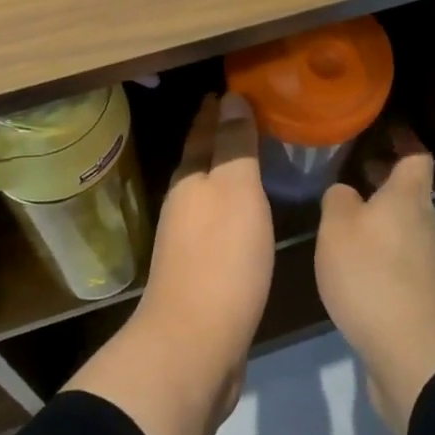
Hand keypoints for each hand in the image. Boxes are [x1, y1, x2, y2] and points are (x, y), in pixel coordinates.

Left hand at [64, 91, 272, 434]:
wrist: (194, 345)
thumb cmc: (221, 258)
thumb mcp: (235, 191)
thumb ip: (234, 145)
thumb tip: (230, 97)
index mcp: (190, 179)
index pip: (202, 131)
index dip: (216, 110)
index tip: (233, 88)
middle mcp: (183, 203)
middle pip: (201, 159)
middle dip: (218, 137)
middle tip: (247, 116)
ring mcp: (187, 240)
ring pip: (208, 191)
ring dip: (225, 172)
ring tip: (252, 159)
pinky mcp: (200, 272)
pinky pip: (218, 223)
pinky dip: (232, 207)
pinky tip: (248, 215)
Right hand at [315, 126, 434, 434]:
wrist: (413, 355)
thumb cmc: (373, 275)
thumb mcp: (338, 226)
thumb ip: (338, 199)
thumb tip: (346, 193)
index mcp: (408, 197)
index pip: (415, 155)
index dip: (403, 138)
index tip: (384, 126)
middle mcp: (424, 224)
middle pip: (408, 191)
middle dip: (383, 178)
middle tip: (351, 167)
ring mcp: (426, 262)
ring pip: (402, 224)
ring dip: (379, 215)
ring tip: (342, 214)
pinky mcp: (420, 295)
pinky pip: (398, 257)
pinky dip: (379, 249)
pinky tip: (351, 261)